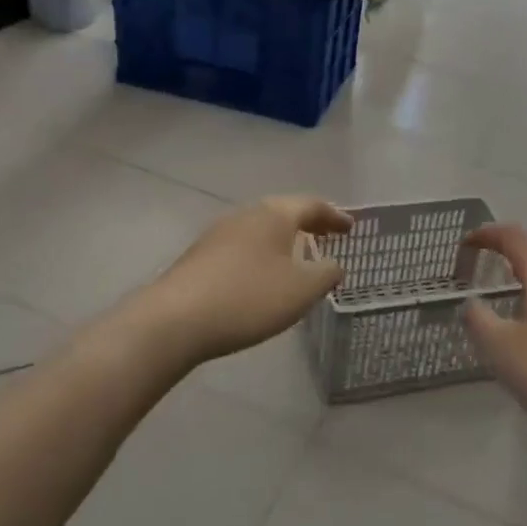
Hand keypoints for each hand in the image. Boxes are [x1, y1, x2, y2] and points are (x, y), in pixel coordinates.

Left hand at [142, 196, 352, 365]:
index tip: (351, 227)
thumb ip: (326, 274)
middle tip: (328, 235)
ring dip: (284, 239)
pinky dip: (263, 252)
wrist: (175, 320)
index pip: (312, 205)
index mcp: (275, 214)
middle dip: (309, 223)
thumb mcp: (301, 290)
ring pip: (262, 228)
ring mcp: (220, 233)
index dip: (335, 216)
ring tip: (298, 256)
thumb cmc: (248, 298)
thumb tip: (334, 264)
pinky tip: (264, 275)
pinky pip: (244, 245)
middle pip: (285, 212)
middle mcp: (247, 214)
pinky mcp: (201, 255)